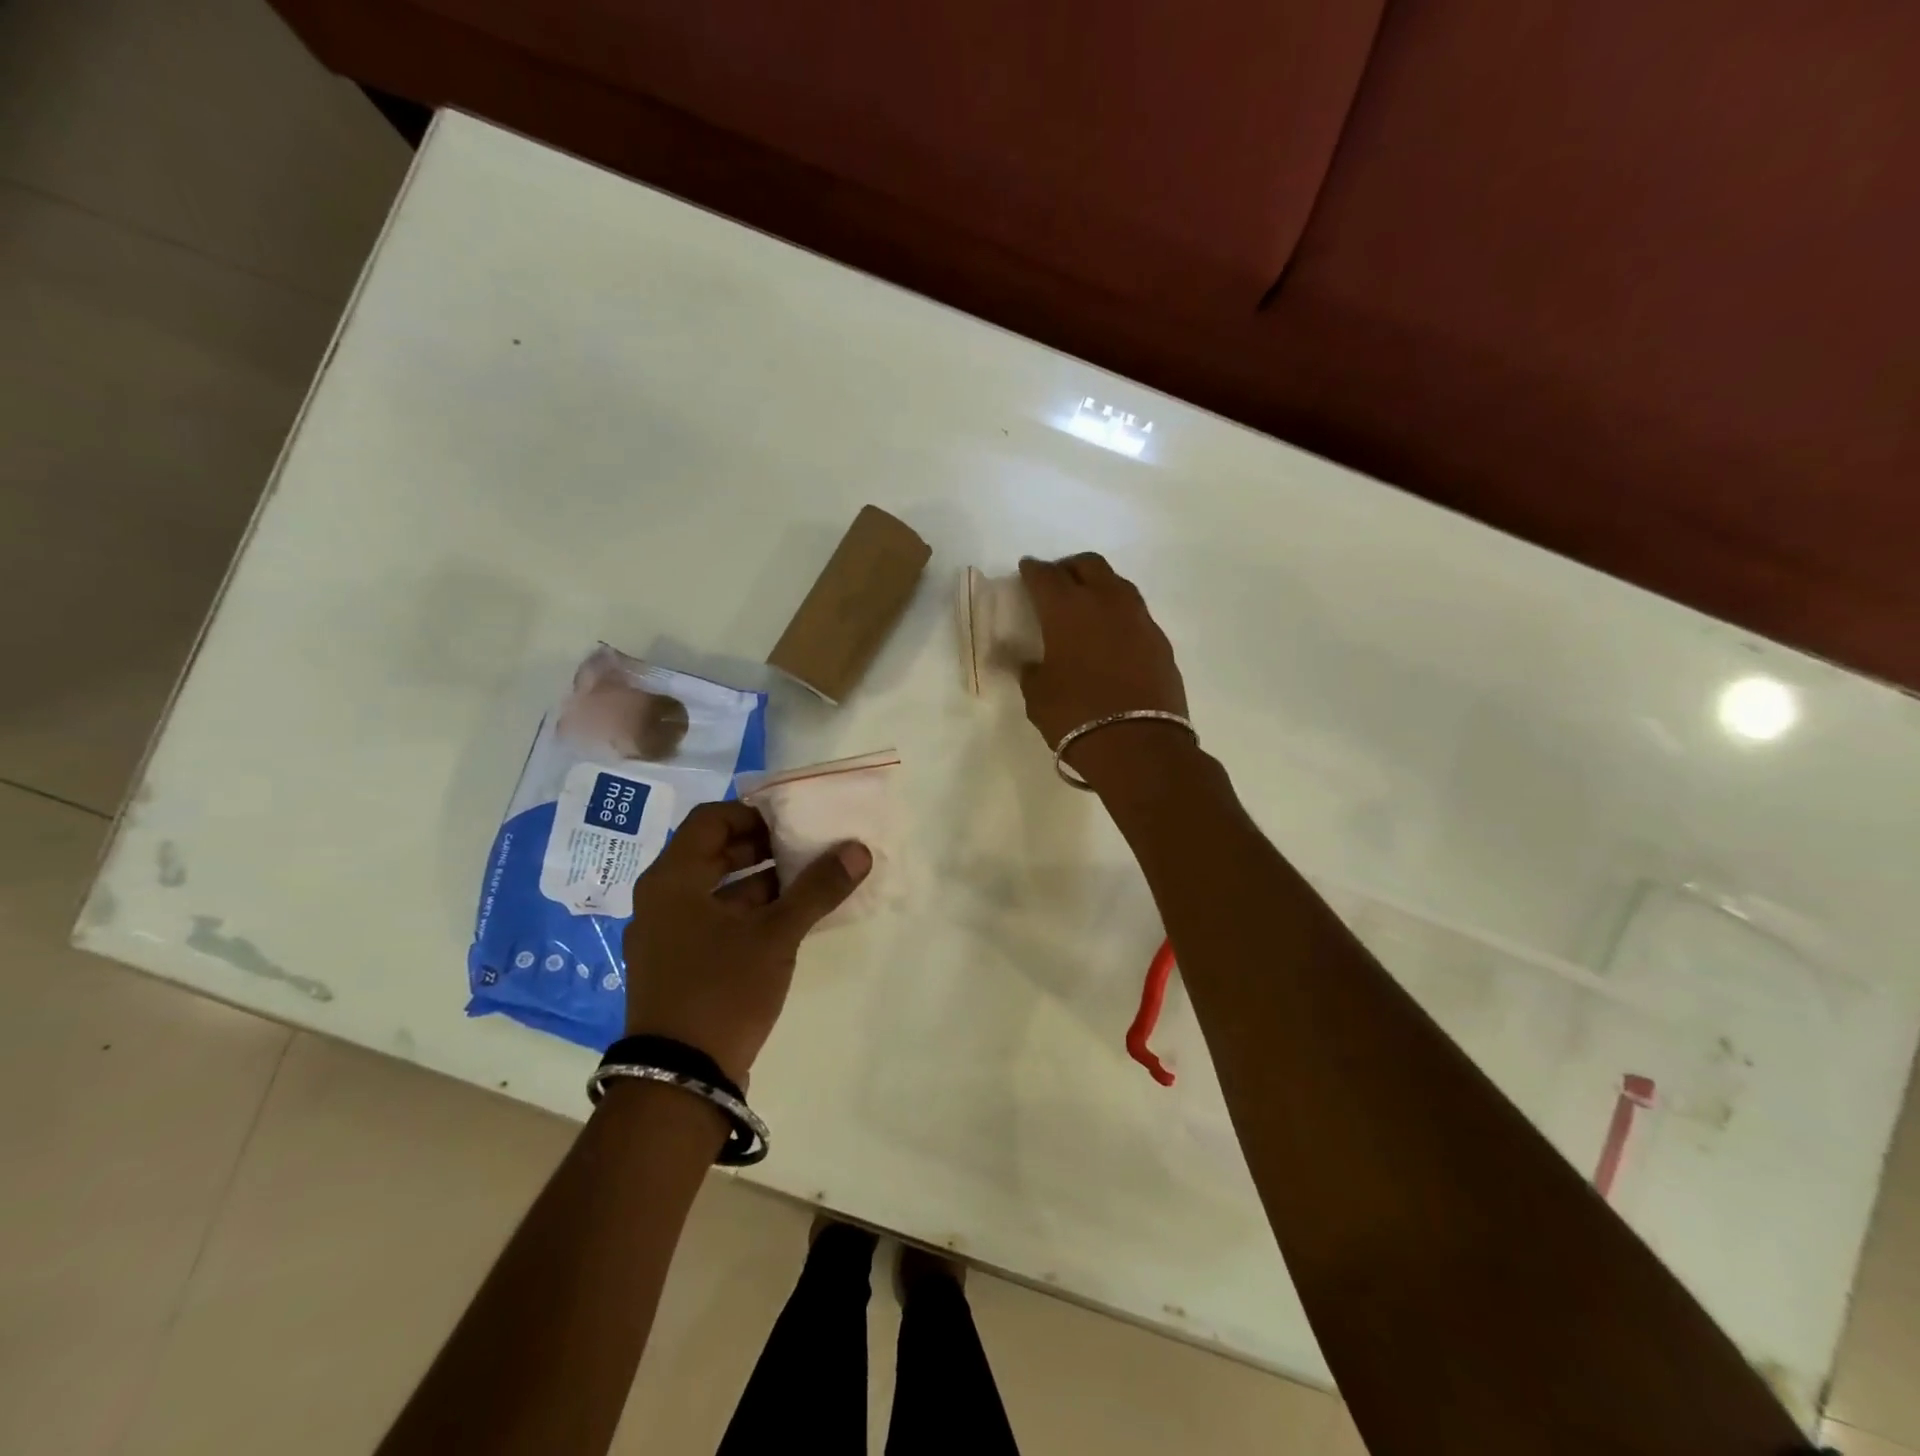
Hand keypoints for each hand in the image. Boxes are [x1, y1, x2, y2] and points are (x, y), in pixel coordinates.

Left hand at [622, 801, 870, 1084]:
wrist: (679, 1079)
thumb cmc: (721, 988)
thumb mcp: (775, 934)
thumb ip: (817, 888)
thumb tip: (858, 849)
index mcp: (672, 880)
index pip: (710, 820)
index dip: (753, 813)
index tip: (793, 819)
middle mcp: (661, 900)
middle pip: (714, 853)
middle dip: (762, 846)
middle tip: (807, 845)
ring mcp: (667, 935)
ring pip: (718, 889)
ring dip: (761, 880)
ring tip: (808, 879)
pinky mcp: (680, 965)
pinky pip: (716, 920)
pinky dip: (750, 912)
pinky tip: (789, 919)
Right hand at [1018, 553, 1189, 774]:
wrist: (1139, 746)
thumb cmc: (1076, 716)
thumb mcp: (1038, 696)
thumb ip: (1031, 671)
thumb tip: (1031, 663)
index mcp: (1067, 609)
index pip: (1045, 576)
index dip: (1033, 571)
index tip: (1026, 571)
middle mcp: (1106, 602)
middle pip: (1088, 565)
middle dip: (1068, 568)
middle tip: (1056, 584)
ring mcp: (1139, 619)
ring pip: (1116, 584)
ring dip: (1098, 586)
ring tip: (1086, 607)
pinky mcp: (1160, 640)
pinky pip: (1134, 613)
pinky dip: (1118, 615)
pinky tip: (1110, 637)